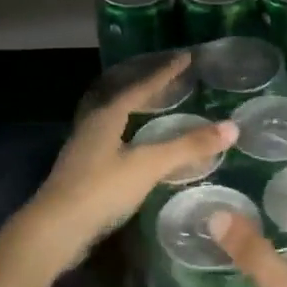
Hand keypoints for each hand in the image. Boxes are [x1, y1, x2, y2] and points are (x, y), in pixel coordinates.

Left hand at [20, 53, 236, 274]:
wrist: (55, 229)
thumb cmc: (101, 190)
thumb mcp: (148, 165)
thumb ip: (188, 146)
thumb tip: (232, 127)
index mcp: (107, 116)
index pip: (141, 86)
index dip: (165, 72)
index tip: (186, 57)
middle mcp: (92, 126)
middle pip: (124, 100)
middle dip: (149, 89)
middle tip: (173, 81)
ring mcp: (84, 150)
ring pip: (116, 122)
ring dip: (138, 113)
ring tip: (158, 110)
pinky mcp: (83, 173)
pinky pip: (113, 143)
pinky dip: (132, 137)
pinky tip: (139, 150)